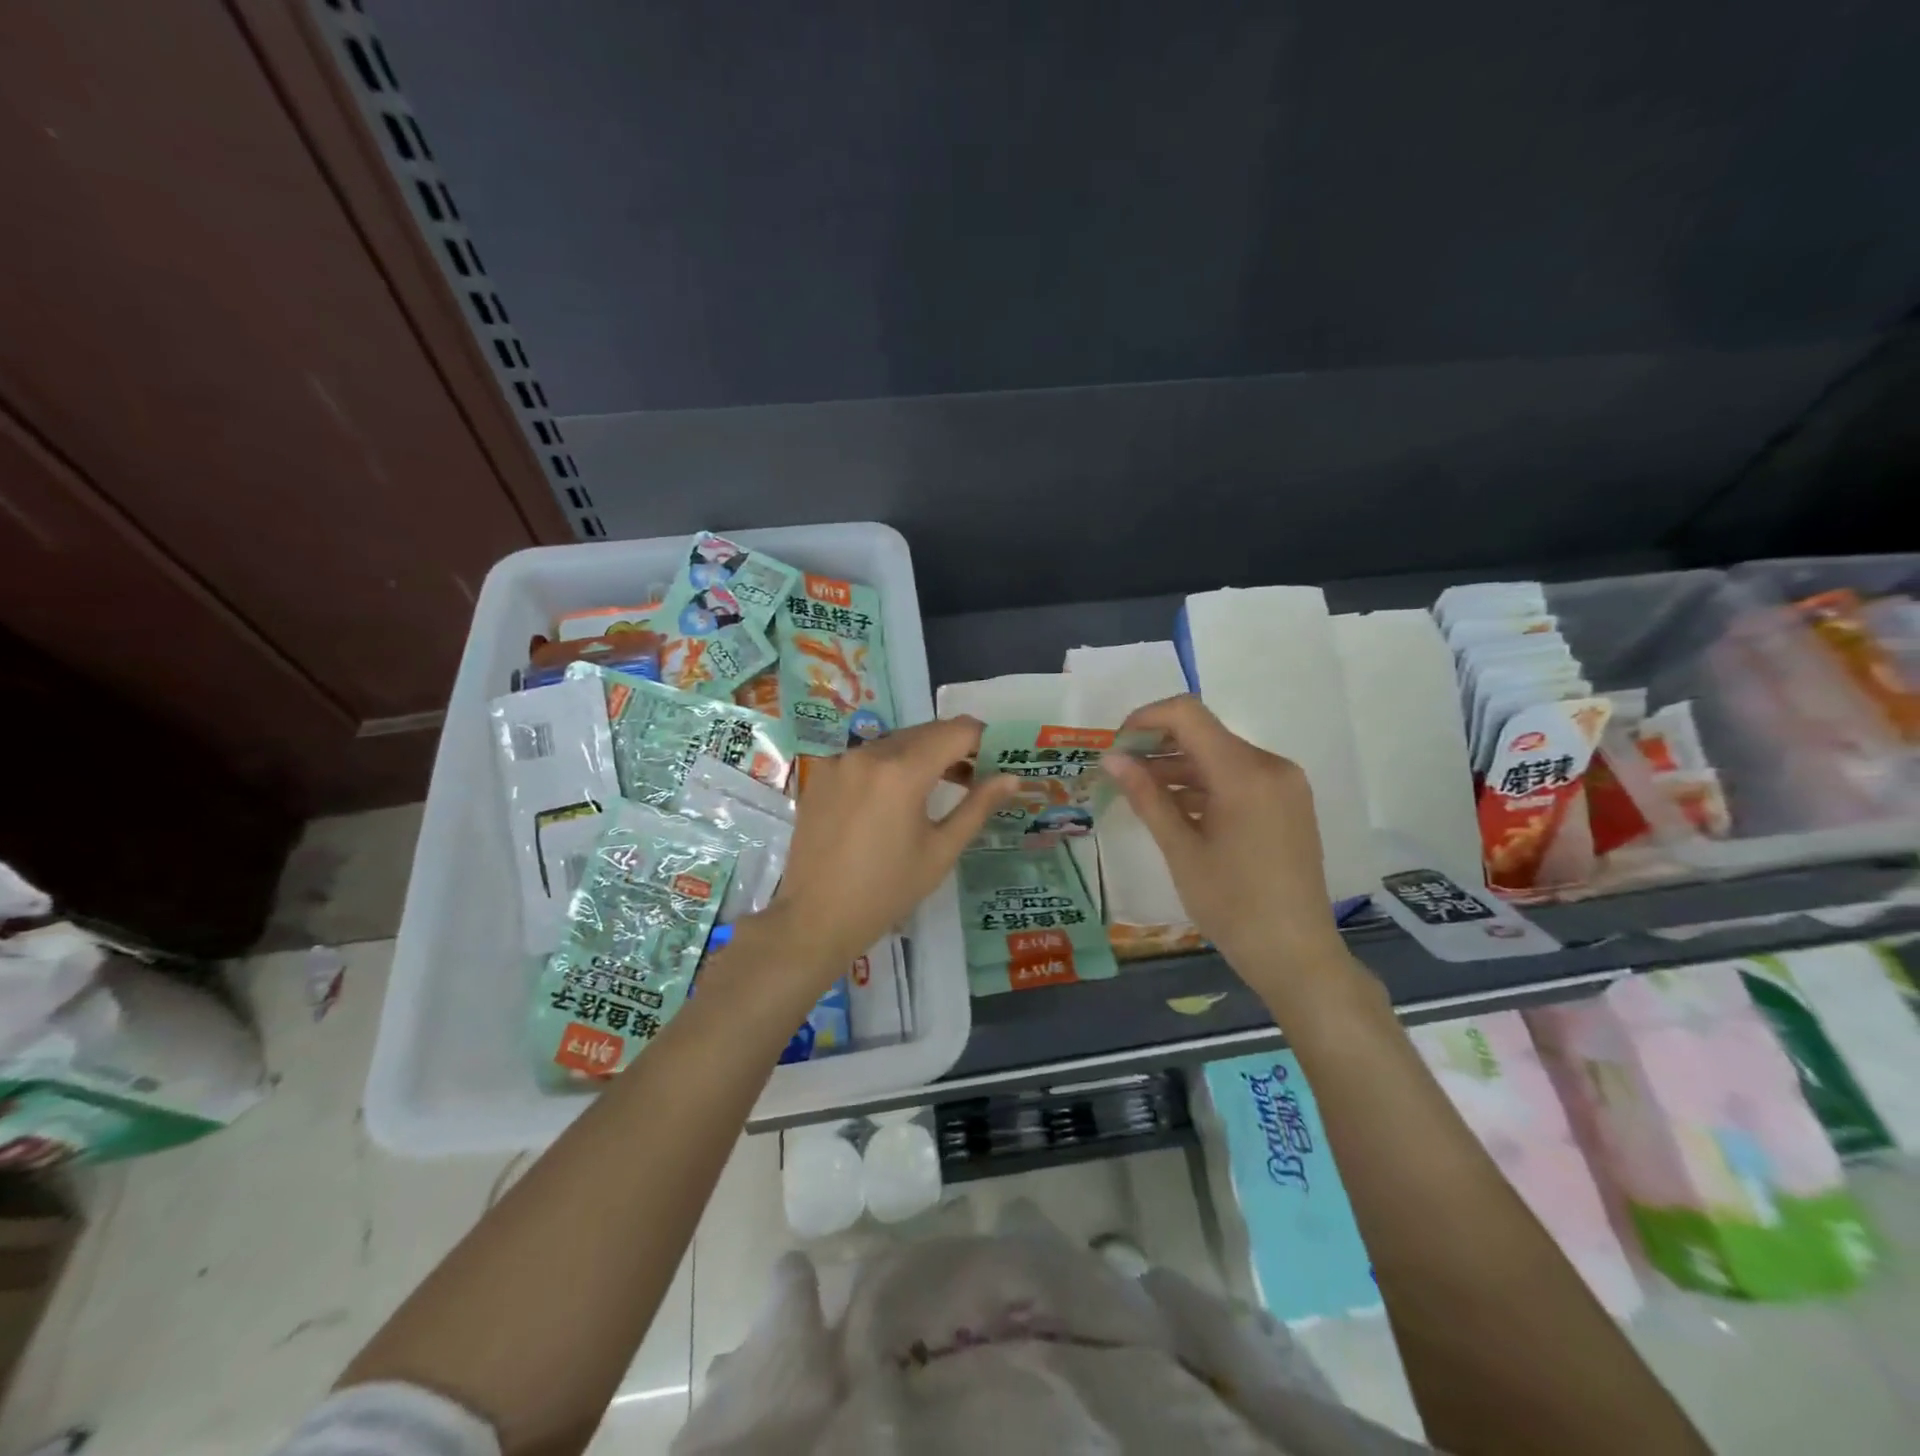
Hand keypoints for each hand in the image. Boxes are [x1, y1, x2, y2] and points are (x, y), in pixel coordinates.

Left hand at [755, 717, 1018, 985]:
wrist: (815, 918)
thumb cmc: (887, 891)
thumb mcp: (940, 851)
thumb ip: (977, 807)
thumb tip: (1011, 778)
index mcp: (902, 771)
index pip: (956, 731)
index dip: (983, 738)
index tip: (997, 755)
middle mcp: (869, 754)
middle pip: (925, 732)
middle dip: (954, 746)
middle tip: (975, 774)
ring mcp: (840, 761)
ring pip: (894, 742)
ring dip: (921, 754)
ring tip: (938, 786)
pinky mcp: (821, 774)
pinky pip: (865, 757)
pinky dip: (888, 766)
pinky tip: (893, 798)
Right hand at [1103, 695, 1352, 995]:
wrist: (1295, 954)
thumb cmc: (1232, 905)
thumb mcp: (1181, 850)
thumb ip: (1146, 796)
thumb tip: (1111, 758)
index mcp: (1245, 773)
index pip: (1188, 715)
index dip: (1146, 719)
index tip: (1117, 747)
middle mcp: (1270, 766)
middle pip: (1204, 733)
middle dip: (1158, 746)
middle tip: (1120, 773)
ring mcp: (1284, 784)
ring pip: (1219, 755)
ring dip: (1179, 767)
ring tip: (1140, 793)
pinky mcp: (1287, 802)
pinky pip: (1238, 777)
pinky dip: (1204, 784)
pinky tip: (1175, 808)